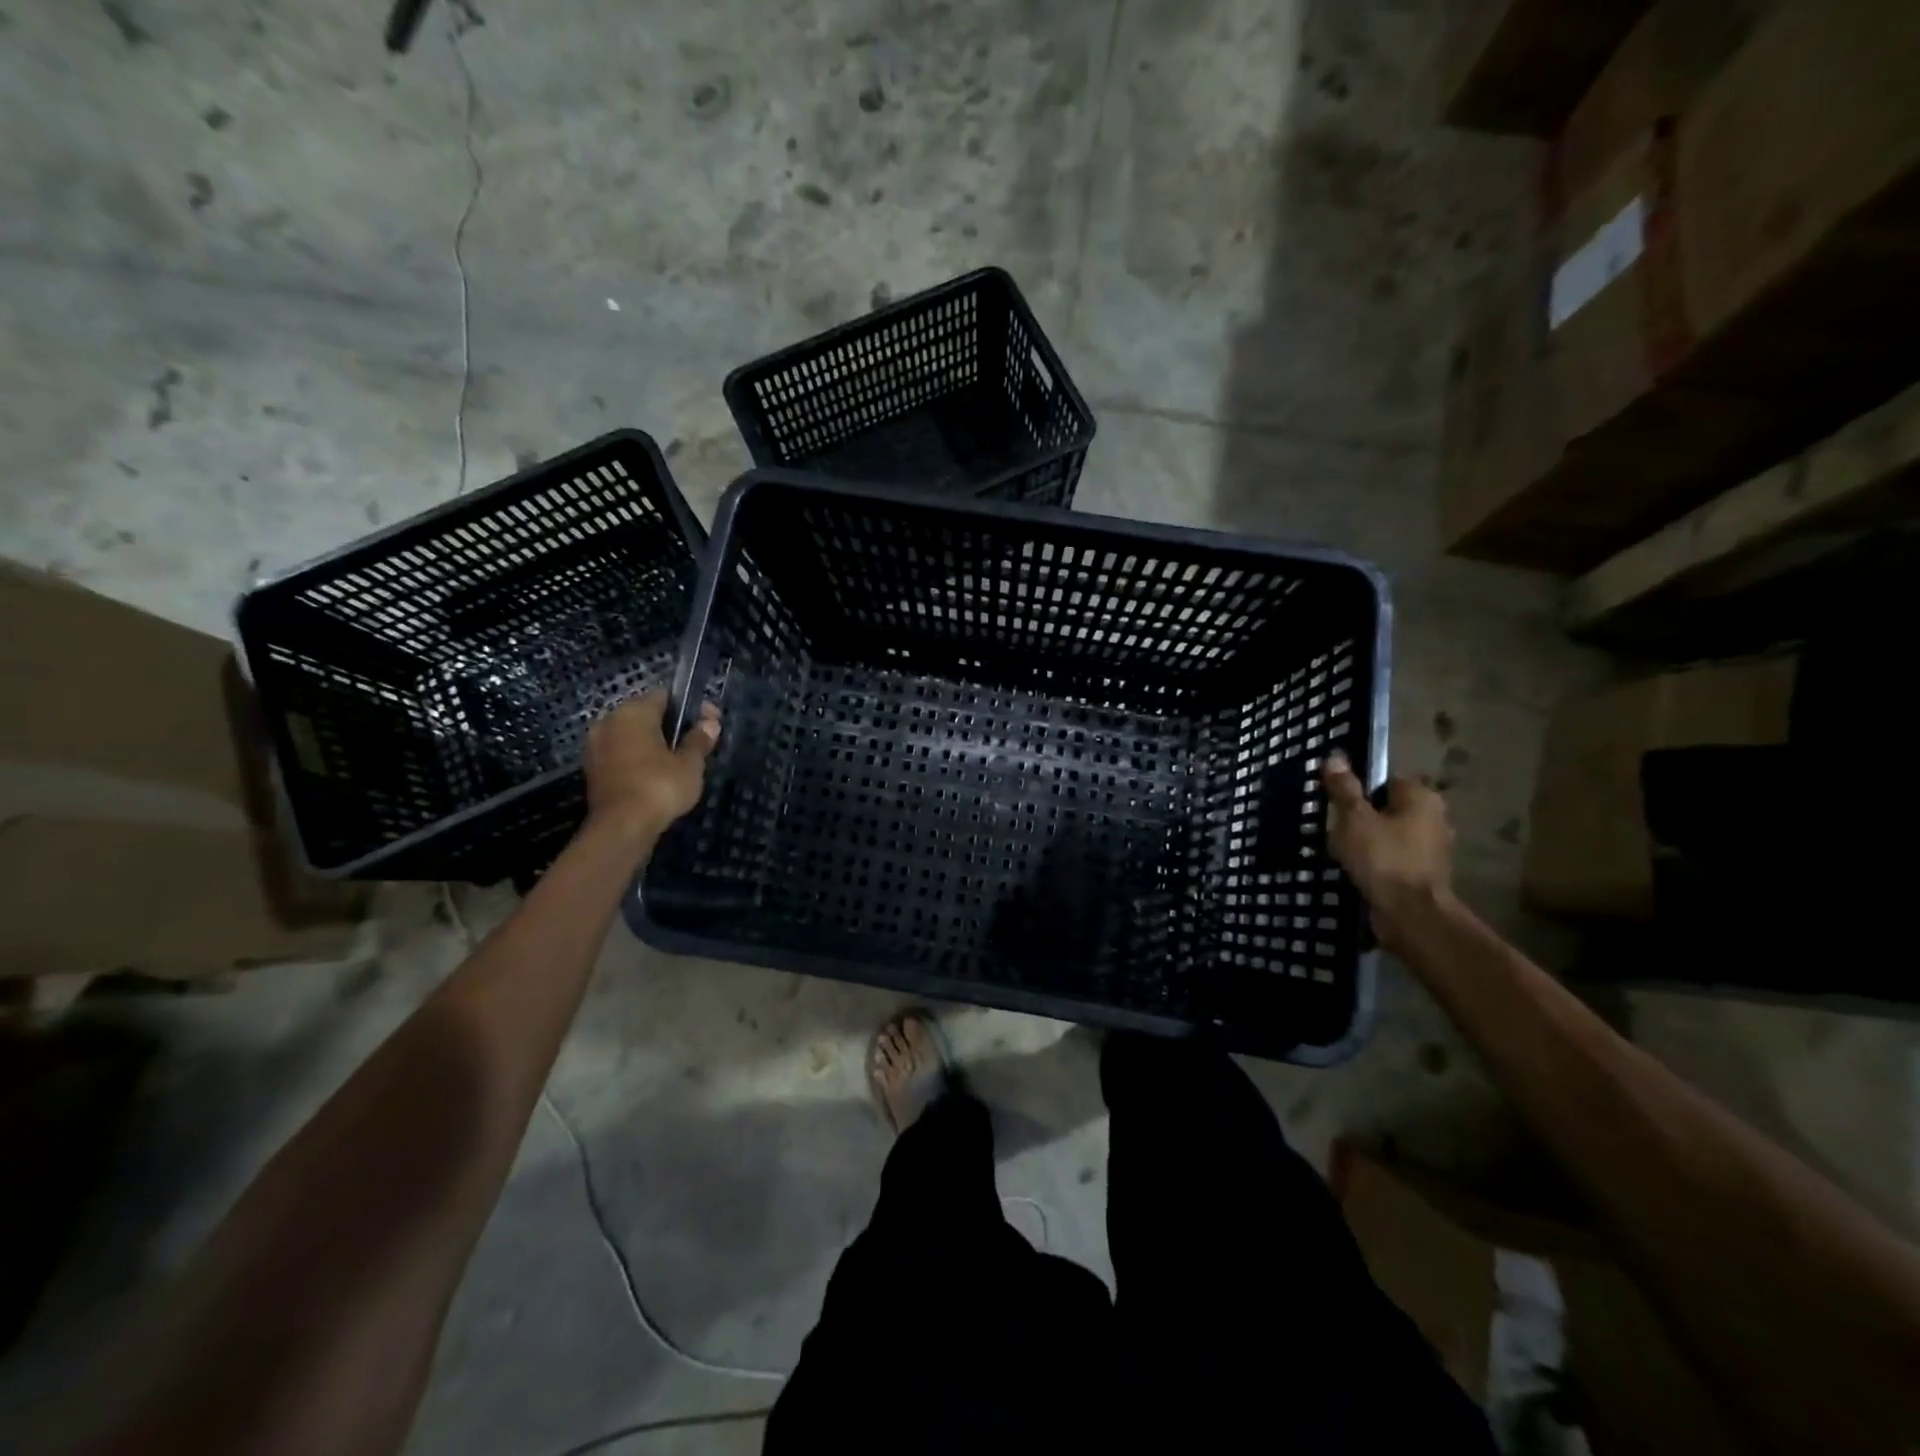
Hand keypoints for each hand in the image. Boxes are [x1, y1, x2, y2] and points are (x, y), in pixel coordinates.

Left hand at [583, 692, 720, 837]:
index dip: (692, 706)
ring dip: (654, 742)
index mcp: (633, 712)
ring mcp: (596, 746)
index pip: (666, 696)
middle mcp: (609, 721)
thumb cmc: (659, 786)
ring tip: (678, 760)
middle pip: (646, 714)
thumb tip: (710, 724)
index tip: (712, 721)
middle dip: (672, 724)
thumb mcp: (690, 764)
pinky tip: (657, 773)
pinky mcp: (592, 769)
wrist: (621, 827)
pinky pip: (621, 753)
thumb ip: (699, 740)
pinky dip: (639, 758)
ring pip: (632, 735)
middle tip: (697, 742)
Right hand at [1321, 750, 1454, 949]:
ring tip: (1340, 850)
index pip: (1385, 779)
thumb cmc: (1383, 858)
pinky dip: (1376, 861)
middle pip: (1386, 807)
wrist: (1410, 915)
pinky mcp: (1423, 873)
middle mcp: (1433, 818)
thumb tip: (1335, 757)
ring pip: (1389, 834)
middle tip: (1333, 826)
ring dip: (1368, 840)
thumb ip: (1344, 789)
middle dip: (1361, 816)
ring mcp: (1431, 848)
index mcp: (1421, 797)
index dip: (1358, 788)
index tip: (1335, 802)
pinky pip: (1393, 857)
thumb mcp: (1354, 819)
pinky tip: (1356, 869)